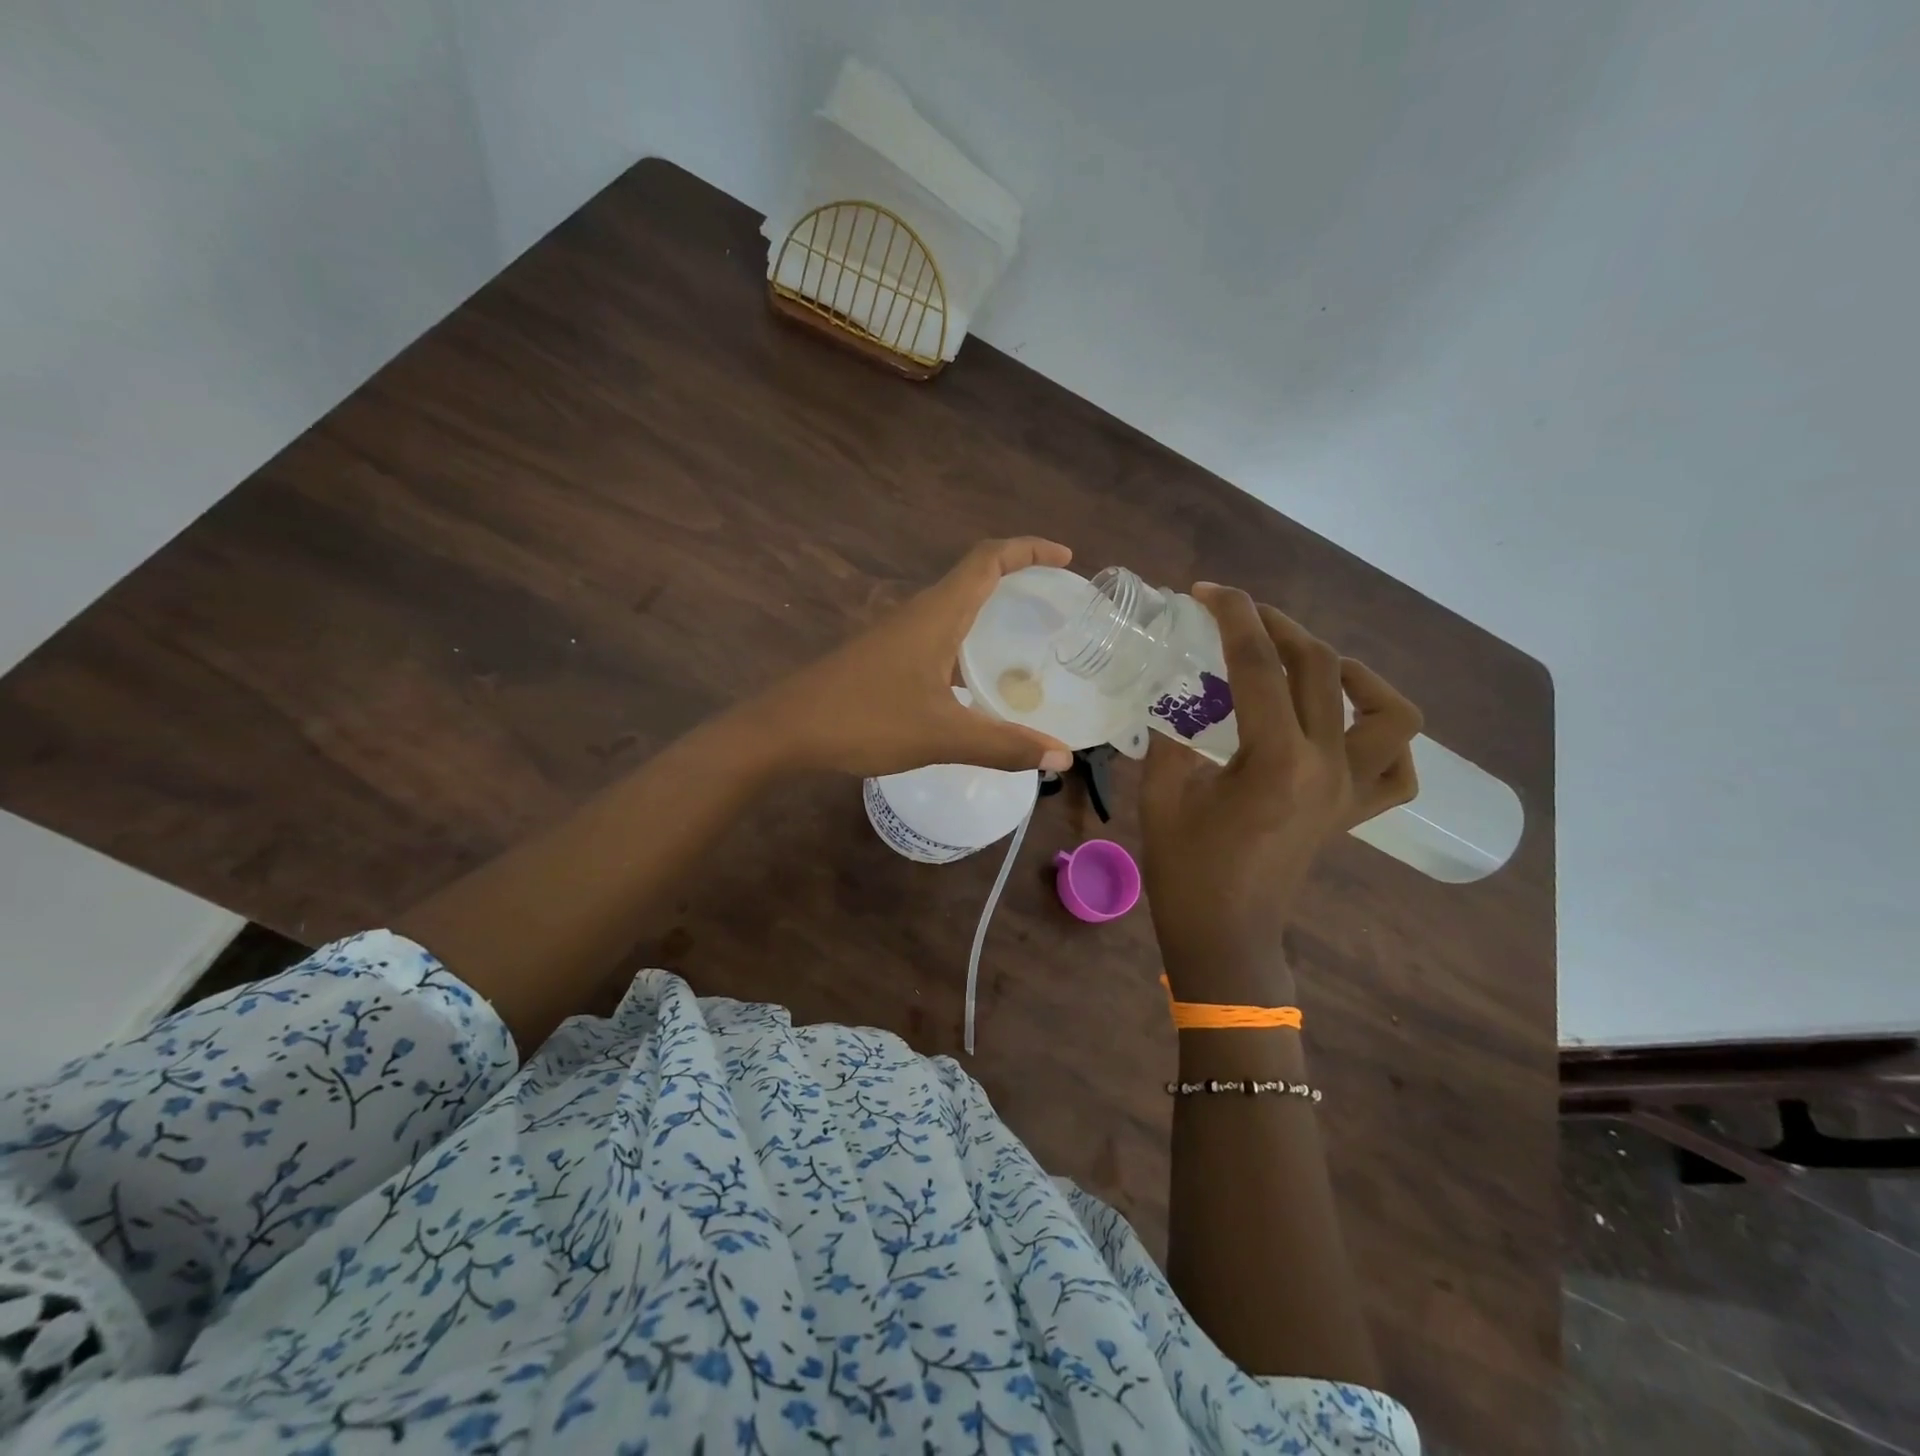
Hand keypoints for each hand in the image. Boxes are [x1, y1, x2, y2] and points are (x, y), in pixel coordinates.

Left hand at [745, 538, 1078, 777]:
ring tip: (1028, 643)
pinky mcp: (885, 658)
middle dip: (1019, 579)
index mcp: (937, 614)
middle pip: (975, 578)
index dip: (1029, 550)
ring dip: (992, 614)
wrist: (786, 730)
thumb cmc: (865, 719)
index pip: (988, 559)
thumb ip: (1003, 745)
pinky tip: (978, 684)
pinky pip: (939, 638)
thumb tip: (1062, 758)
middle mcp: (919, 614)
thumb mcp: (942, 736)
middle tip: (1056, 604)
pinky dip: (968, 645)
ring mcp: (898, 635)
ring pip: (955, 610)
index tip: (1065, 559)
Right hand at [1141, 584, 1420, 1002]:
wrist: (1225, 934)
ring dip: (1354, 673)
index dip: (1233, 616)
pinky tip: (1345, 727)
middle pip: (1320, 668)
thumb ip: (1172, 735)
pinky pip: (1398, 769)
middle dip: (1278, 626)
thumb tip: (1177, 695)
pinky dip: (1383, 738)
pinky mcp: (1353, 813)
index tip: (1207, 591)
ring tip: (1314, 664)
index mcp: (1274, 760)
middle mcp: (1326, 766)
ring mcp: (1349, 790)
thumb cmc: (1186, 870)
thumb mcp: (1162, 793)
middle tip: (1239, 616)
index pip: (1260, 665)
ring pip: (1389, 712)